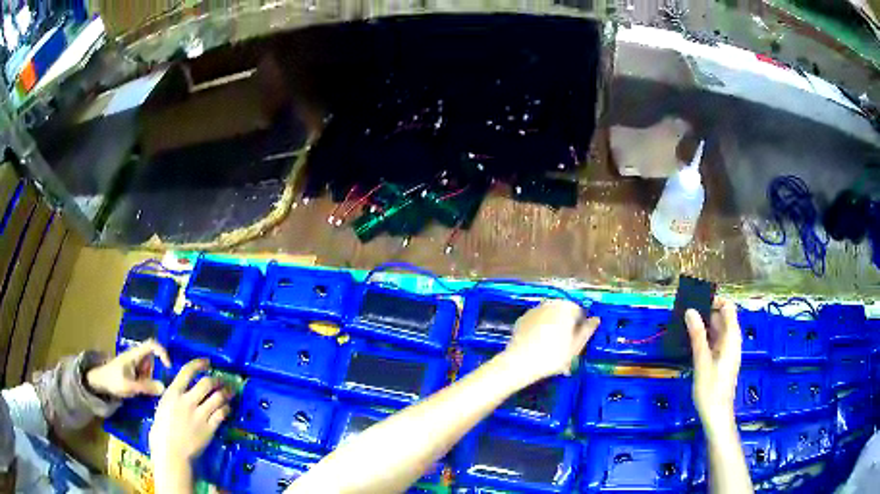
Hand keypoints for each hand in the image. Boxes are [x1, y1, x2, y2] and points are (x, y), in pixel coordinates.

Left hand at [85, 340, 170, 398]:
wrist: (99, 382)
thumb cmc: (112, 380)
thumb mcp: (129, 386)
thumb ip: (146, 387)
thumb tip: (164, 387)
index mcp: (134, 354)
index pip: (152, 345)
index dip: (162, 352)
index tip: (168, 367)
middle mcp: (135, 356)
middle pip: (152, 360)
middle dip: (154, 373)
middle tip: (149, 387)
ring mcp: (134, 363)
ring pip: (149, 369)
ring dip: (149, 380)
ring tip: (141, 391)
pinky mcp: (132, 371)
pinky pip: (144, 375)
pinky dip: (145, 383)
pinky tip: (139, 391)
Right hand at [149, 359, 230, 463]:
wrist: (171, 452)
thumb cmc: (161, 431)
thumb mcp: (163, 407)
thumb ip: (173, 398)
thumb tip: (180, 393)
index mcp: (173, 393)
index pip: (187, 371)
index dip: (199, 364)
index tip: (208, 363)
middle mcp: (187, 401)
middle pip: (206, 383)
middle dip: (216, 380)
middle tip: (222, 381)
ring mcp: (199, 415)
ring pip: (217, 398)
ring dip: (226, 393)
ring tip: (230, 392)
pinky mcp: (209, 428)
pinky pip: (221, 414)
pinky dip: (226, 409)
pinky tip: (227, 408)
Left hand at [503, 300, 599, 381]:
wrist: (520, 362)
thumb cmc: (553, 355)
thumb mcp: (576, 346)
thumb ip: (587, 330)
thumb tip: (596, 319)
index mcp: (566, 307)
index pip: (579, 313)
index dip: (579, 328)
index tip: (576, 344)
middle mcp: (550, 303)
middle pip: (563, 315)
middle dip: (565, 329)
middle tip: (564, 351)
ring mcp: (534, 310)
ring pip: (549, 320)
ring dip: (553, 331)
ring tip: (551, 353)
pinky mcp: (522, 319)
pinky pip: (537, 324)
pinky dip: (539, 332)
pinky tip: (537, 348)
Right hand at [686, 298, 741, 438]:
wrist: (717, 416)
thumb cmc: (711, 390)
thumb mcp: (702, 362)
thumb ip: (698, 335)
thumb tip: (691, 311)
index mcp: (732, 338)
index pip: (728, 308)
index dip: (714, 301)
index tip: (696, 302)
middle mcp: (732, 341)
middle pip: (722, 318)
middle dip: (705, 312)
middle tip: (684, 314)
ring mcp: (727, 351)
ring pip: (717, 330)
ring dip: (703, 326)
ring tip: (684, 326)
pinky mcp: (721, 360)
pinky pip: (714, 342)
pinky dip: (704, 339)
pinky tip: (690, 343)